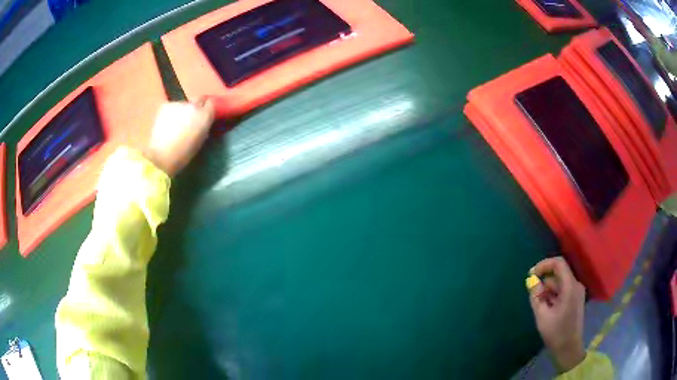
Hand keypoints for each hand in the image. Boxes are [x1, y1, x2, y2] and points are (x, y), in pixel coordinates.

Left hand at [144, 99, 214, 175]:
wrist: (161, 154)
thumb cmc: (183, 154)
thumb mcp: (199, 141)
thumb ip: (203, 127)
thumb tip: (201, 123)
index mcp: (205, 116)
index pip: (210, 104)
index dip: (207, 109)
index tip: (204, 115)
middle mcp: (194, 105)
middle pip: (198, 99)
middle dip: (196, 106)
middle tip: (190, 117)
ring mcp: (179, 103)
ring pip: (183, 104)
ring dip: (181, 111)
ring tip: (175, 124)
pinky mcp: (166, 105)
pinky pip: (171, 107)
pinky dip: (170, 114)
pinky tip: (165, 124)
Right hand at [528, 257, 586, 371]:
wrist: (569, 349)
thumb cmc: (556, 333)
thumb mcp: (542, 316)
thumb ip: (536, 296)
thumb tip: (532, 281)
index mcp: (570, 286)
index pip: (558, 264)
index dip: (544, 265)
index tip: (531, 274)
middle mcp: (576, 285)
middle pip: (558, 275)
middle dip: (544, 283)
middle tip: (533, 297)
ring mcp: (577, 292)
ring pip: (560, 284)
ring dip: (548, 291)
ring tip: (540, 308)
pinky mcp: (576, 299)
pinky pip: (563, 291)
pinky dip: (553, 296)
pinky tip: (547, 310)